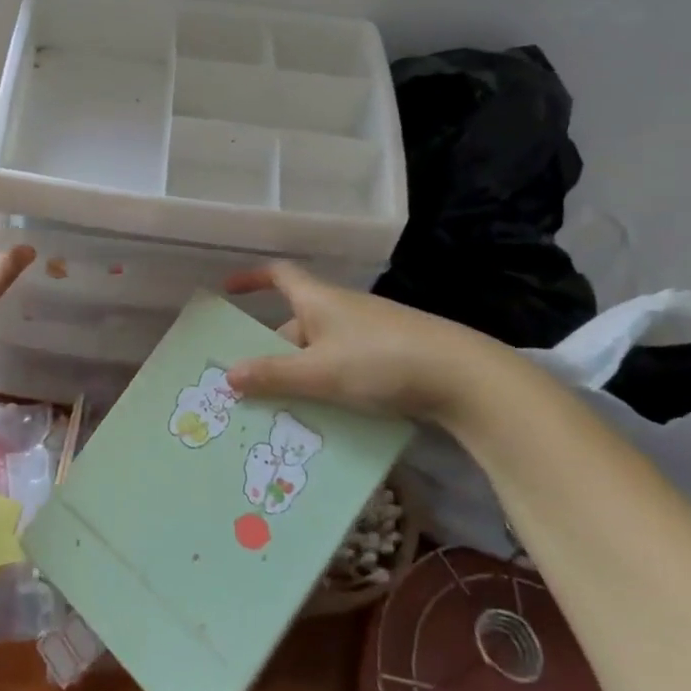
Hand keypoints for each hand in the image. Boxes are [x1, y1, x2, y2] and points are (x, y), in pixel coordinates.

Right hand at [222, 263, 535, 428]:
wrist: (463, 377)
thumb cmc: (380, 361)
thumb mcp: (319, 372)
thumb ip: (273, 375)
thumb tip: (227, 375)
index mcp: (319, 300)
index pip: (280, 275)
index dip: (253, 279)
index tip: (230, 291)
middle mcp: (341, 309)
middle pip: (296, 323)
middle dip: (272, 351)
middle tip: (249, 383)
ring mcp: (368, 333)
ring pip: (320, 349)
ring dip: (300, 373)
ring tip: (282, 409)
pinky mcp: (391, 356)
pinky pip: (344, 365)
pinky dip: (328, 384)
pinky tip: (326, 416)